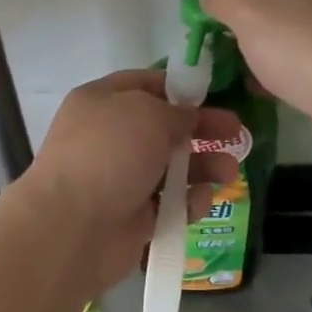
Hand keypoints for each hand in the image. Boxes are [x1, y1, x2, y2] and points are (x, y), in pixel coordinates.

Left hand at [21, 69, 242, 296]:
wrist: (73, 227)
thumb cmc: (109, 154)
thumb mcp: (148, 114)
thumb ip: (177, 111)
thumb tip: (188, 118)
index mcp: (102, 101)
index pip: (147, 84)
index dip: (181, 89)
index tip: (215, 96)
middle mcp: (110, 136)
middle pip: (165, 127)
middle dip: (203, 130)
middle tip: (238, 135)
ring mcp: (121, 178)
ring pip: (173, 167)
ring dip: (204, 167)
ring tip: (228, 172)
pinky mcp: (133, 216)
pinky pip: (169, 203)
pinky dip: (188, 202)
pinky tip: (200, 201)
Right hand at [187, 0, 311, 159]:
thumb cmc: (300, 49)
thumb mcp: (250, 15)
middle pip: (260, 0)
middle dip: (225, 13)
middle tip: (196, 30)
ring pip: (274, 33)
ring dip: (244, 42)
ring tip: (217, 57)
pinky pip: (288, 61)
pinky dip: (265, 67)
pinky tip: (251, 83)